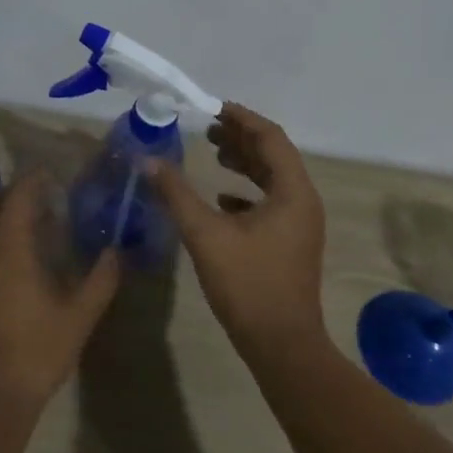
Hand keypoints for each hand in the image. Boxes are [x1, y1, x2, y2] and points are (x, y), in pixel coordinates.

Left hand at [0, 172, 121, 420]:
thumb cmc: (39, 352)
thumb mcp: (80, 317)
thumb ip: (101, 279)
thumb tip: (117, 251)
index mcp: (11, 253)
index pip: (17, 200)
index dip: (31, 181)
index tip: (48, 175)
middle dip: (6, 192)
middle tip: (32, 197)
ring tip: (7, 218)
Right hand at [149, 104, 326, 352]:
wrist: (281, 344)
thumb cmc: (248, 284)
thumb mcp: (205, 235)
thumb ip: (177, 194)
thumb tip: (148, 160)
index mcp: (292, 192)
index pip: (270, 138)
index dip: (242, 119)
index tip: (213, 108)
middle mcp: (303, 201)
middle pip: (274, 155)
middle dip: (242, 139)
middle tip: (208, 129)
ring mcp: (301, 224)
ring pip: (274, 180)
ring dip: (245, 164)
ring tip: (213, 153)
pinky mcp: (292, 243)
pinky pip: (272, 204)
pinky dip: (247, 193)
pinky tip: (221, 198)